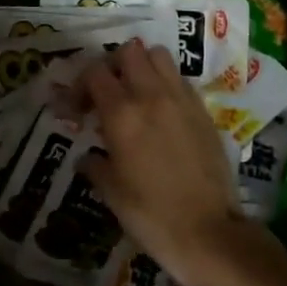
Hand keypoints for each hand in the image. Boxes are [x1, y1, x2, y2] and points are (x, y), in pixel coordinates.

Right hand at [79, 39, 276, 285]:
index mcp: (122, 114)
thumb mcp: (112, 194)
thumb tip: (86, 157)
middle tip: (106, 92)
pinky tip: (161, 110)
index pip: (94, 73)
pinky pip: (180, 78)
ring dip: (142, 66)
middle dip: (112, 65)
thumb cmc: (152, 216)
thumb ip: (95, 165)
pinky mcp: (203, 110)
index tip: (76, 109)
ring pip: (158, 55)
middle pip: (129, 51)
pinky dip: (165, 82)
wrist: (210, 233)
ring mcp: (181, 99)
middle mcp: (151, 96)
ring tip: (135, 93)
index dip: (79, 85)